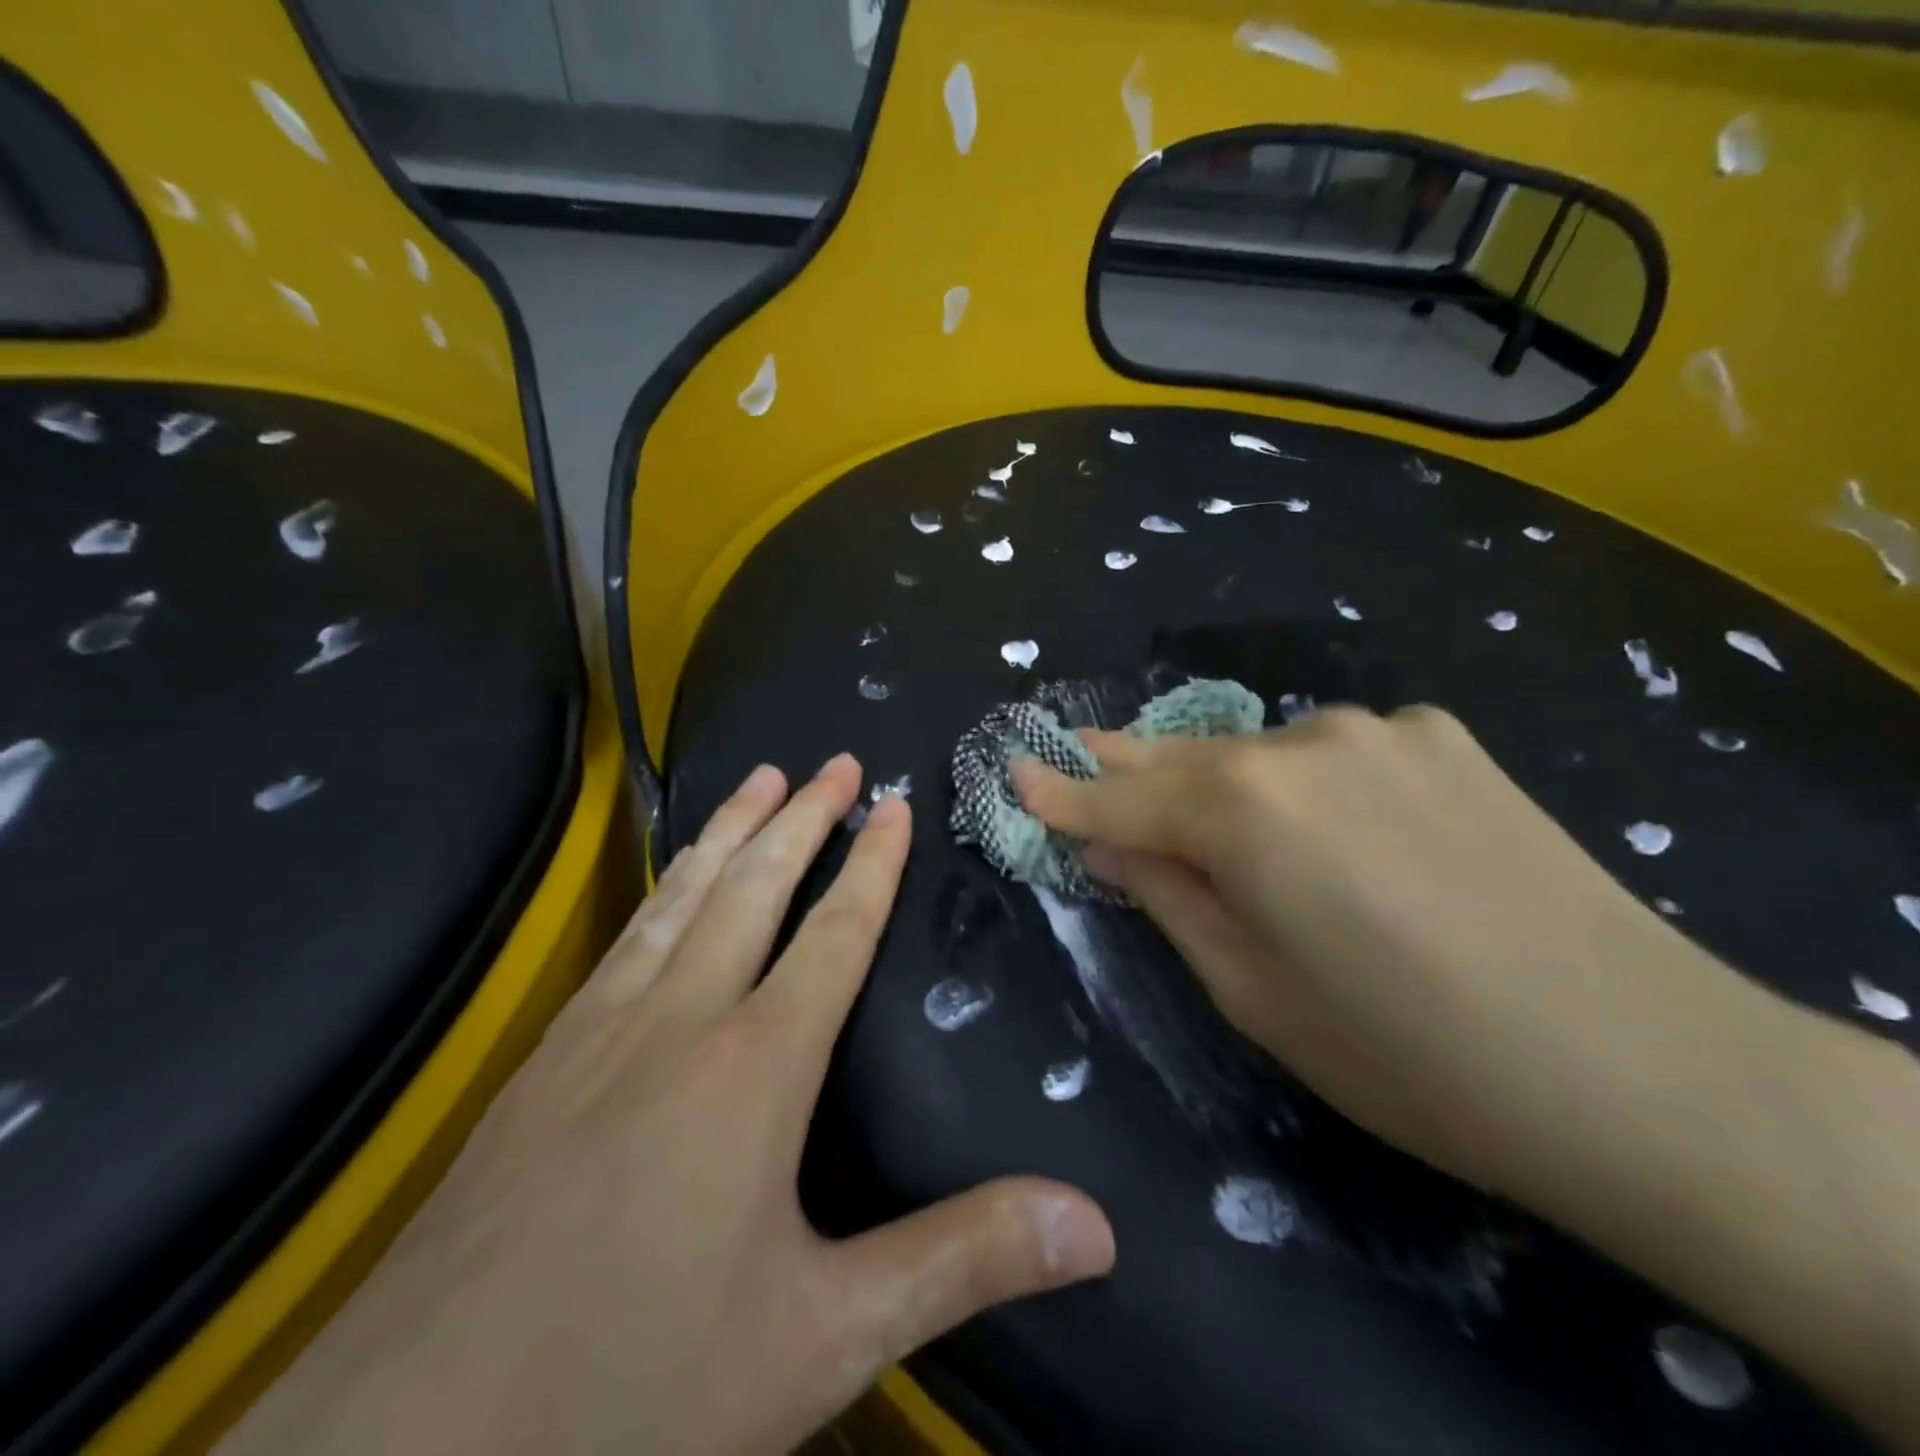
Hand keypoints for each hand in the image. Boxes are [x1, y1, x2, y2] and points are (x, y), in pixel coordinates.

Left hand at [221, 756, 1113, 1455]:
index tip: (893, 803)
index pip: (834, 933)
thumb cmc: (636, 1386)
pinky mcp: (543, 1060)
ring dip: (728, 830)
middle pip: (754, 887)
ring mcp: (600, 1031)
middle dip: (801, 817)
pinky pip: (624, 939)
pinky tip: (668, 883)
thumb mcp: (825, 1337)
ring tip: (759, 778)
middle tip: (832, 762)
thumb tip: (1096, 1226)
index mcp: (755, 1065)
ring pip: (680, 896)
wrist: (412, 1445)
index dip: (872, 864)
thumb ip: (962, 1261)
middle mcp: (679, 1019)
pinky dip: (662, 887)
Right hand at [1012, 706, 1784, 1201]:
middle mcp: (1299, 742)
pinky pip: (1337, 754)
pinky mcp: (1442, 734)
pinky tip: (1347, 832)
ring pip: (1262, 752)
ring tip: (1216, 820)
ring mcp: (1378, 728)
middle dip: (1127, 764)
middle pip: (1184, 755)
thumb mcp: (1250, 990)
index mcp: (1241, 808)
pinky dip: (1310, 784)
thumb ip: (1167, 895)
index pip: (1118, 794)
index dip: (1062, 790)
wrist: (1641, 1066)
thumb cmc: (1403, 1053)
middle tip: (1080, 755)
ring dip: (1226, 783)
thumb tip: (1107, 843)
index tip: (1015, 769)